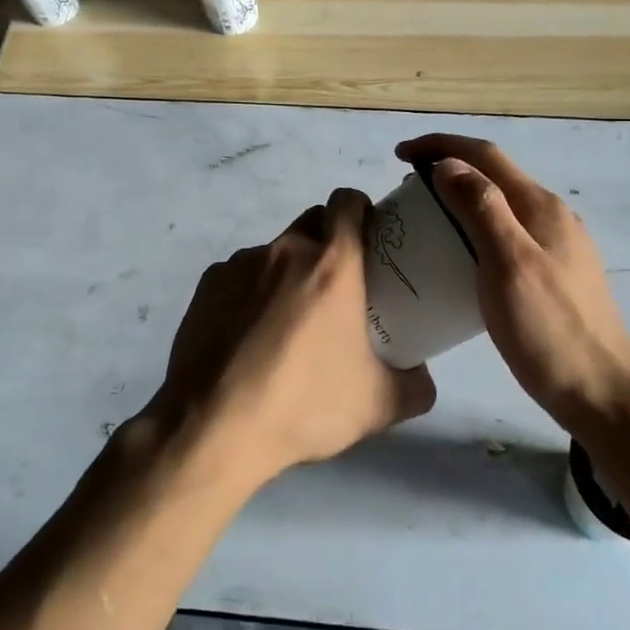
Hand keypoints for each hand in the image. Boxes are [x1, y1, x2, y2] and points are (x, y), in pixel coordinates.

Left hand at [151, 188, 435, 488]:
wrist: (213, 428)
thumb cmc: (303, 405)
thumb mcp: (378, 406)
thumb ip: (415, 385)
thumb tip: (422, 375)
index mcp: (332, 263)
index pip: (348, 200)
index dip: (361, 210)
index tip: (369, 239)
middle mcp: (286, 250)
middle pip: (313, 221)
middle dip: (328, 240)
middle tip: (336, 287)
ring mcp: (241, 263)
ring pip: (275, 251)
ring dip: (288, 272)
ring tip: (286, 324)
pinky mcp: (207, 284)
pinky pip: (240, 275)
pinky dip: (251, 293)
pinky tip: (248, 337)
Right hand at [398, 135, 629, 432]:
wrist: (602, 394)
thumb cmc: (549, 330)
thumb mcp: (508, 264)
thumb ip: (482, 207)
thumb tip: (449, 164)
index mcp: (541, 206)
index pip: (486, 155)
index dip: (441, 145)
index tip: (400, 154)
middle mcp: (552, 215)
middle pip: (495, 174)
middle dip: (450, 167)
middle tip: (409, 186)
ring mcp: (558, 245)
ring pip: (502, 204)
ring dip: (463, 197)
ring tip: (428, 215)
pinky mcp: (556, 272)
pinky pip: (509, 232)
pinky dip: (477, 227)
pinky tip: (463, 254)